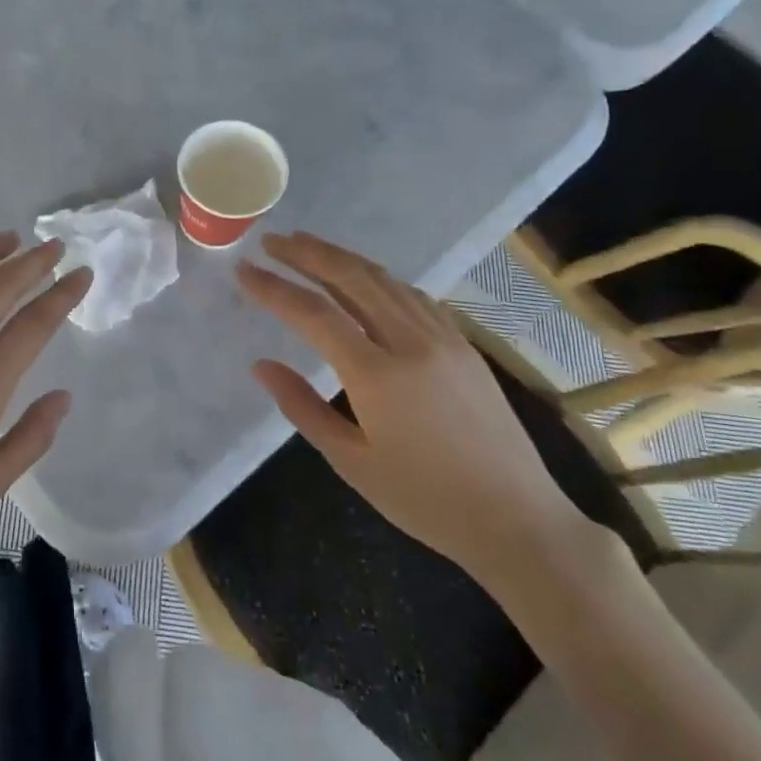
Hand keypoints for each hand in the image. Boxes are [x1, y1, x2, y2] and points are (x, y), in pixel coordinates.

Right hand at [239, 231, 591, 588]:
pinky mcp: (463, 344)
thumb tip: (261, 365)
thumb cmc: (425, 500)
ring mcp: (443, 338)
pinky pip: (413, 295)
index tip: (243, 271)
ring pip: (384, 280)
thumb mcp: (351, 461)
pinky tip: (362, 276)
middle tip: (271, 241)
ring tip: (306, 246)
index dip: (274, 288)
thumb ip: (302, 406)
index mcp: (377, 375)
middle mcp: (411, 342)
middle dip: (307, 254)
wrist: (517, 520)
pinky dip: (378, 277)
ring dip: (341, 257)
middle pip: (352, 279)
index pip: (314, 314)